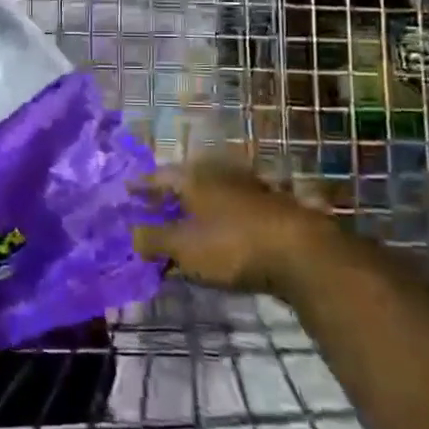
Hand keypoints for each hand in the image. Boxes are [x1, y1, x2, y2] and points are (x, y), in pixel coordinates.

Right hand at [133, 156, 321, 292]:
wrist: (303, 253)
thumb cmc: (232, 244)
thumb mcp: (184, 247)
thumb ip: (153, 240)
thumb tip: (132, 234)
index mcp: (193, 177)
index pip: (159, 177)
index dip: (141, 186)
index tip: (126, 191)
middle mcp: (219, 175)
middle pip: (186, 183)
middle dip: (168, 196)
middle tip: (152, 209)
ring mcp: (248, 189)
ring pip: (212, 196)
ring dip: (195, 209)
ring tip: (183, 225)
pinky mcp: (271, 209)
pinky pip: (232, 211)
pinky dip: (218, 221)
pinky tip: (218, 236)